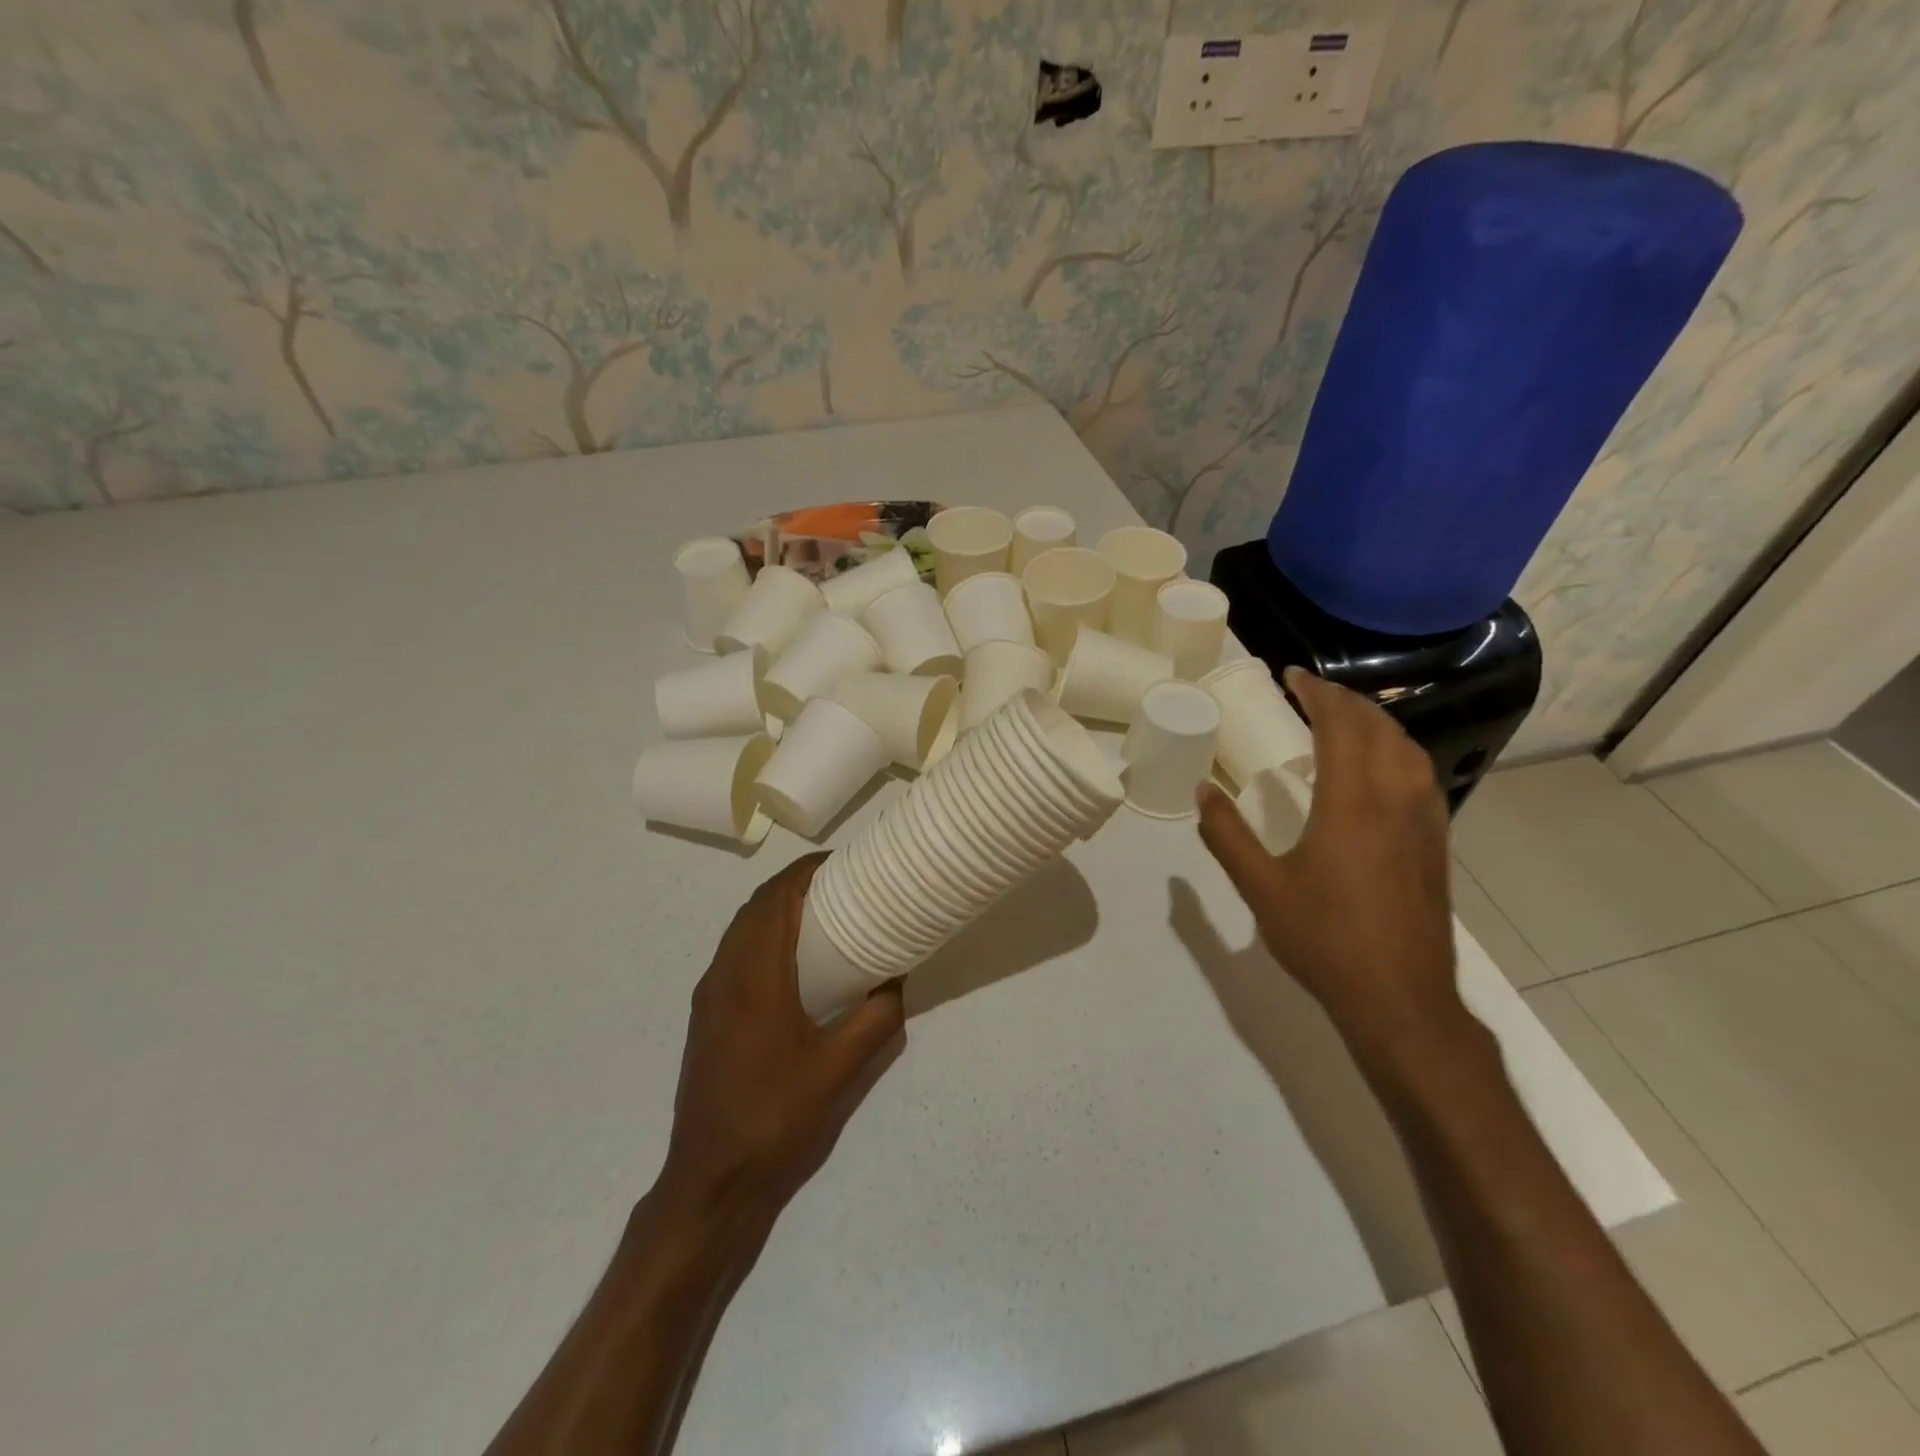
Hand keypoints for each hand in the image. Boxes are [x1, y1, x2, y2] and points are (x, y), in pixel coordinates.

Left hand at [659, 854, 904, 1235]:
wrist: (710, 1178)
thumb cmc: (776, 1117)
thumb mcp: (840, 1070)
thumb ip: (876, 1019)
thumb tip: (897, 979)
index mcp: (755, 978)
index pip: (775, 900)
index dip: (804, 871)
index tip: (840, 862)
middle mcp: (725, 974)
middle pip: (755, 906)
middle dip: (793, 884)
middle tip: (837, 883)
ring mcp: (709, 995)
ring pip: (740, 928)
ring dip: (774, 908)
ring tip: (818, 910)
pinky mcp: (705, 1014)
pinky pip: (734, 952)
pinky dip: (761, 934)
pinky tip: (789, 957)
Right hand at [1197, 668, 1459, 1058]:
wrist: (1401, 999)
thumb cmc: (1325, 940)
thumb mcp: (1260, 887)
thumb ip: (1227, 835)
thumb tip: (1201, 791)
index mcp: (1352, 802)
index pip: (1341, 725)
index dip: (1317, 693)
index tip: (1292, 675)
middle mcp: (1396, 799)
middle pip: (1379, 727)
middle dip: (1345, 700)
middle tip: (1311, 692)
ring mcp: (1425, 821)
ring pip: (1408, 748)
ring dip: (1375, 722)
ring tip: (1344, 720)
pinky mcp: (1436, 844)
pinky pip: (1421, 775)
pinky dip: (1396, 751)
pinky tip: (1379, 770)